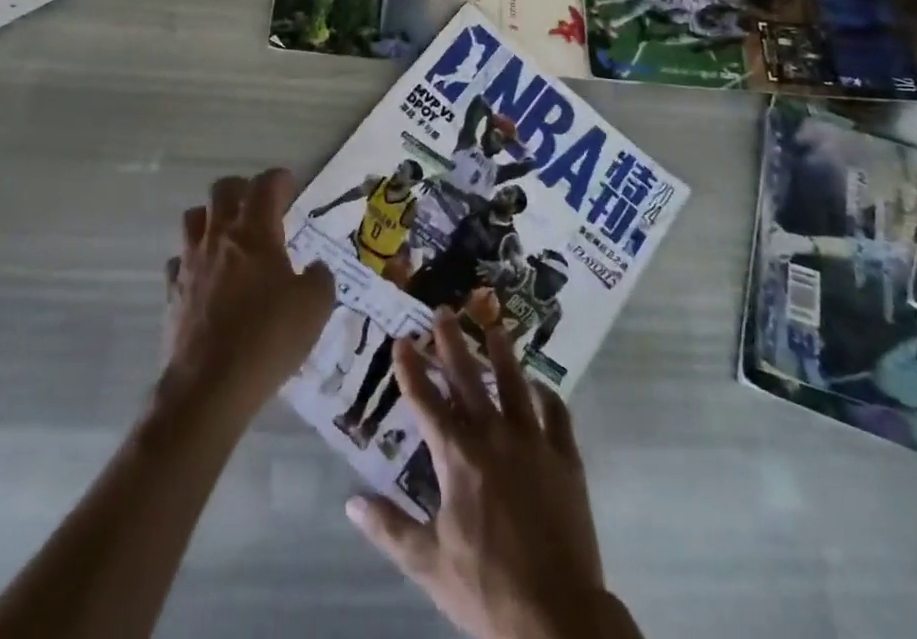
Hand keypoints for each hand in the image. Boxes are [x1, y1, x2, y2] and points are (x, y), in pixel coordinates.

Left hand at [162, 168, 335, 423]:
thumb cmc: (267, 339)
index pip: (266, 185)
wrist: (208, 388)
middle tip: (260, 206)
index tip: (290, 185)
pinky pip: (179, 259)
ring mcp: (190, 263)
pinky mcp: (172, 292)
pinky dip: (193, 259)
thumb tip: (314, 269)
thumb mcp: (315, 307)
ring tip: (229, 235)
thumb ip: (319, 278)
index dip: (280, 179)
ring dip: (212, 218)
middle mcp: (219, 237)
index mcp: (256, 232)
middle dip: (243, 189)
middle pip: (222, 190)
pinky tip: (207, 276)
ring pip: (194, 218)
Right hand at [345, 313, 628, 638]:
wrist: (557, 616)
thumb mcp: (429, 564)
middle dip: (451, 342)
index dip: (411, 369)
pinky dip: (548, 394)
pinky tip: (541, 384)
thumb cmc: (487, 589)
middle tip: (443, 310)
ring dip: (502, 352)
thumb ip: (391, 529)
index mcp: (458, 457)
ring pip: (514, 382)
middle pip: (468, 378)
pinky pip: (557, 413)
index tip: (401, 339)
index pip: (426, 402)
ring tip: (493, 326)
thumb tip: (351, 502)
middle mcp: (494, 435)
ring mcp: (533, 441)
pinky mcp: (565, 456)